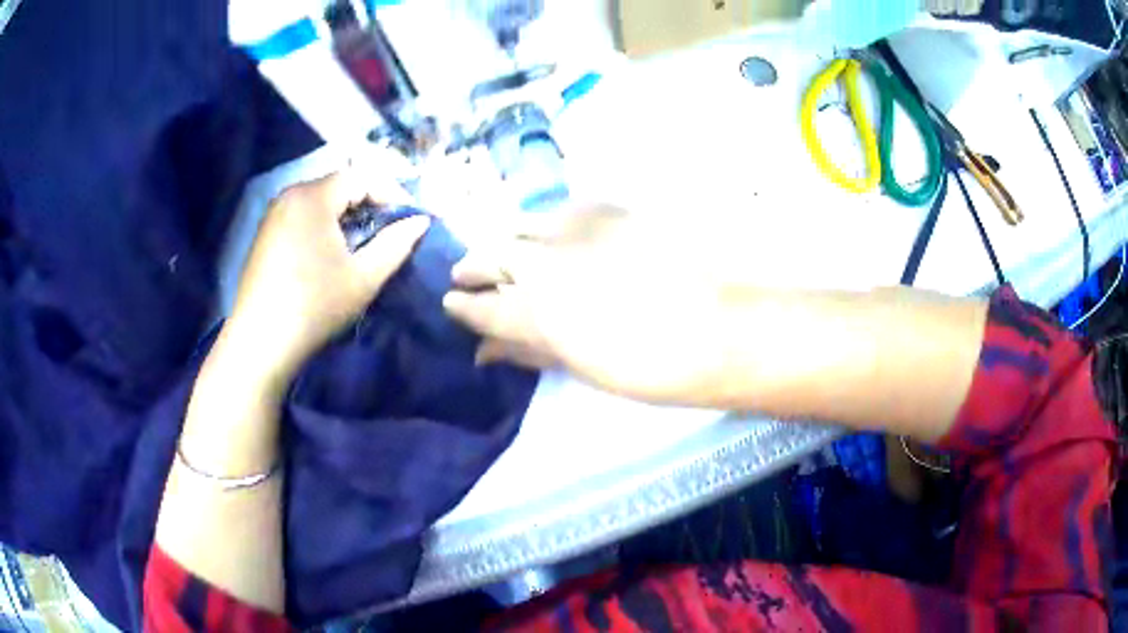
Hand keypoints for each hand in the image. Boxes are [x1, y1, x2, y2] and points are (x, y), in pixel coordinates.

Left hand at [222, 172, 429, 386]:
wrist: (261, 342)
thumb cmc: (315, 305)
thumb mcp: (364, 277)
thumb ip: (396, 244)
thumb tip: (421, 221)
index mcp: (313, 197)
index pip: (361, 177)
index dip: (392, 193)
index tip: (411, 218)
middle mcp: (290, 195)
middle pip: (339, 186)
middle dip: (369, 204)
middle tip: (390, 232)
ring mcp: (273, 215)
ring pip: (320, 202)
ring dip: (347, 217)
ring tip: (363, 245)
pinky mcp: (265, 235)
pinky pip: (302, 216)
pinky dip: (324, 226)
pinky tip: (331, 255)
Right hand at [442, 206, 728, 403]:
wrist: (720, 329)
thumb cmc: (649, 367)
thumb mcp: (579, 366)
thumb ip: (528, 350)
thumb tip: (486, 351)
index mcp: (537, 312)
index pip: (482, 305)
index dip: (462, 305)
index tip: (451, 301)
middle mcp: (546, 261)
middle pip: (492, 255)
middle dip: (473, 266)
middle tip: (464, 275)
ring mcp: (577, 228)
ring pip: (521, 224)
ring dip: (505, 239)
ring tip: (501, 252)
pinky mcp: (609, 208)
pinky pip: (560, 209)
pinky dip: (545, 222)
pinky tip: (548, 233)